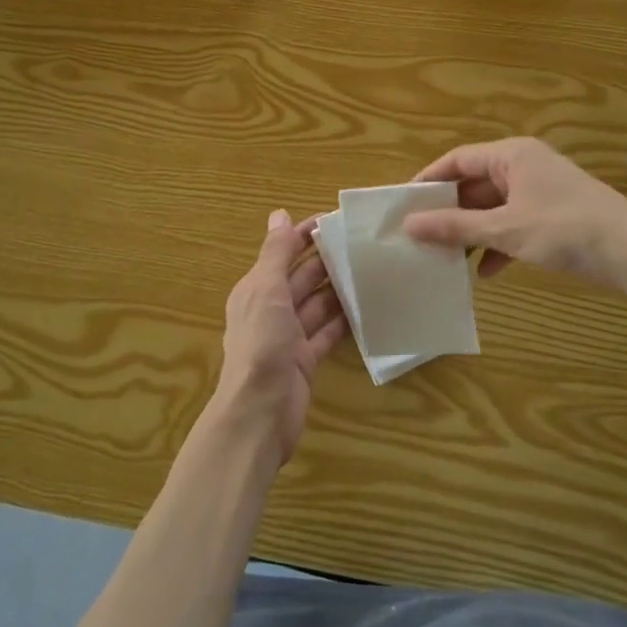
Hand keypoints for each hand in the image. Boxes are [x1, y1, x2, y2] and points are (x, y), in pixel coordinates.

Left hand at [214, 210, 347, 464]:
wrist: (260, 412)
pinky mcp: (305, 360)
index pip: (282, 253)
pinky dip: (343, 321)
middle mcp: (270, 309)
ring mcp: (288, 337)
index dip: (304, 236)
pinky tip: (367, 309)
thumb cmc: (261, 344)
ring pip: (317, 305)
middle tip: (362, 244)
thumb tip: (279, 214)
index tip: (335, 220)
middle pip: (301, 278)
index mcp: (256, 289)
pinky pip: (327, 333)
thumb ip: (275, 253)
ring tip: (370, 271)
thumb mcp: (266, 290)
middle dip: (326, 261)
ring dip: (338, 290)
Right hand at [402, 138, 626, 290]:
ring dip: (471, 232)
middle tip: (419, 236)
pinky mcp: (553, 217)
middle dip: (449, 213)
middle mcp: (524, 167)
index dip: (428, 181)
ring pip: (493, 208)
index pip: (457, 160)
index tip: (403, 205)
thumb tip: (409, 224)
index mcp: (512, 156)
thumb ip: (455, 227)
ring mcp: (540, 192)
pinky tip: (485, 273)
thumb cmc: (566, 229)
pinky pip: (513, 225)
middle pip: (474, 185)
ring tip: (445, 258)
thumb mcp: (505, 229)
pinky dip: (497, 245)